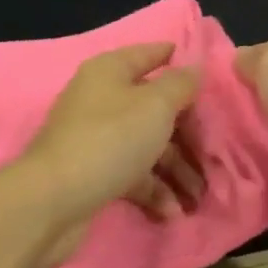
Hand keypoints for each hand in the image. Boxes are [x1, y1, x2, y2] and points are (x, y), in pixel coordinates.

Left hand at [16, 43, 204, 267]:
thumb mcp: (155, 106)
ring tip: (198, 197)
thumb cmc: (110, 140)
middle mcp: (100, 99)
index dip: (174, 58)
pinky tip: (172, 212)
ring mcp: (95, 137)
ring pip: (146, 145)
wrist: (54, 200)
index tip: (205, 69)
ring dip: (176, 169)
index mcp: (110, 72)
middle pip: (153, 106)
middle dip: (187, 132)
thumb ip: (180, 85)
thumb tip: (193, 68)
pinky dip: (153, 190)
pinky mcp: (93, 173)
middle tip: (214, 152)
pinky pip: (132, 175)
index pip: (148, 55)